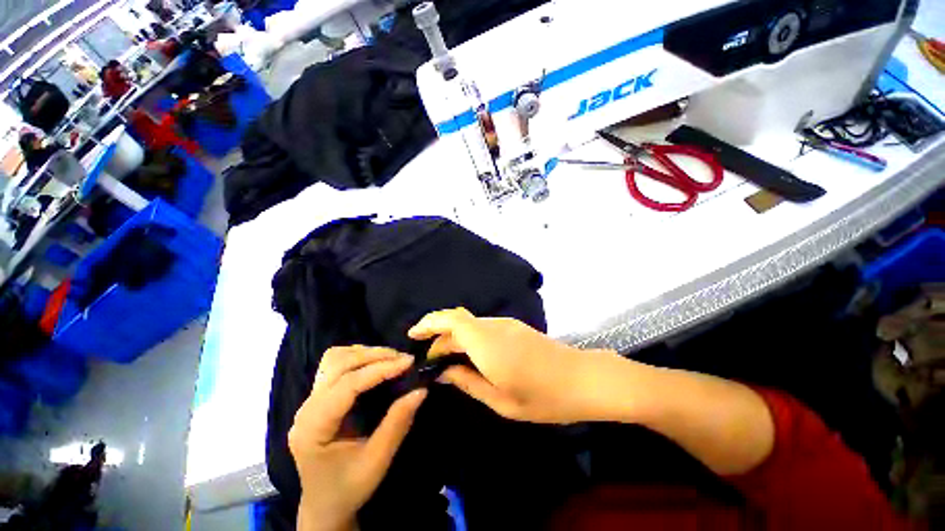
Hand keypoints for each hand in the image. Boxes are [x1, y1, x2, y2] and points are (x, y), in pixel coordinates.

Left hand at [289, 347, 426, 530]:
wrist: (325, 505)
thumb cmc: (349, 487)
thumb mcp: (377, 461)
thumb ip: (397, 423)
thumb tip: (421, 389)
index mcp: (313, 428)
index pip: (347, 384)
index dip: (380, 369)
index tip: (408, 362)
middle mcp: (306, 409)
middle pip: (338, 364)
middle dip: (374, 356)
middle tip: (403, 360)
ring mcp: (309, 401)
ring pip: (335, 359)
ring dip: (365, 353)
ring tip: (391, 359)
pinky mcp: (318, 398)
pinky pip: (335, 365)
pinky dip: (357, 357)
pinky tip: (374, 364)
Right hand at [408, 308, 611, 423]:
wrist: (583, 378)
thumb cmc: (543, 397)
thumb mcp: (500, 400)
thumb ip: (467, 381)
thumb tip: (442, 372)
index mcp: (488, 344)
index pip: (451, 320)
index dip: (429, 322)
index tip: (412, 335)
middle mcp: (494, 326)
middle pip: (457, 321)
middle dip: (439, 337)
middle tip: (431, 362)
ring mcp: (505, 323)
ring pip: (469, 323)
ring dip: (453, 337)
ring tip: (447, 362)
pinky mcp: (513, 326)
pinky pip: (482, 327)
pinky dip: (468, 337)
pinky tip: (469, 356)